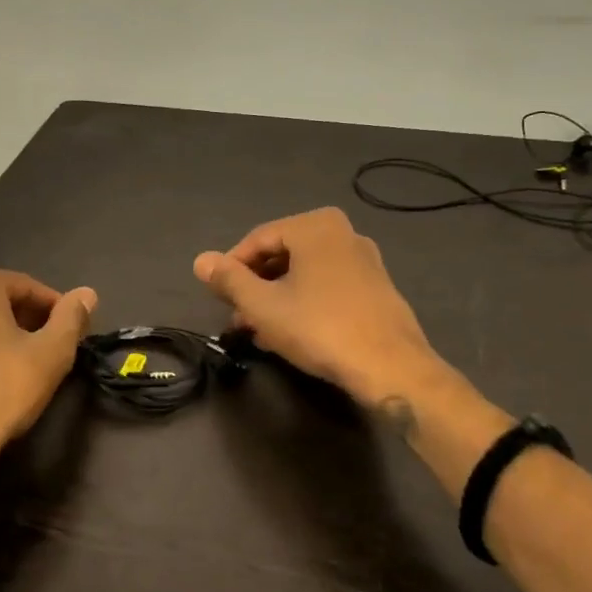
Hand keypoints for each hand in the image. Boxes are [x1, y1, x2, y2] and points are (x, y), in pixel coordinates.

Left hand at [0, 268, 96, 468]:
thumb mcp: (51, 353)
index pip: (29, 288)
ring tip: (24, 365)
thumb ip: (71, 318)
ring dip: (1, 336)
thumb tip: (87, 293)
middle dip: (28, 321)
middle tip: (51, 349)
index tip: (73, 334)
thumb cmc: (2, 389)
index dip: (56, 310)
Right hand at [194, 208, 441, 408]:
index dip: (232, 268)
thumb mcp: (262, 305)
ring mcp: (364, 259)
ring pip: (304, 273)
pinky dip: (304, 302)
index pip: (257, 240)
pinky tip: (292, 333)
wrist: (390, 366)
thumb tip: (201, 260)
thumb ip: (229, 280)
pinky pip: (327, 286)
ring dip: (277, 298)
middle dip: (255, 286)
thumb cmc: (319, 327)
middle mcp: (343, 232)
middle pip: (282, 254)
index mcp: (314, 226)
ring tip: (259, 331)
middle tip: (237, 318)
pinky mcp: (377, 287)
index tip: (219, 299)